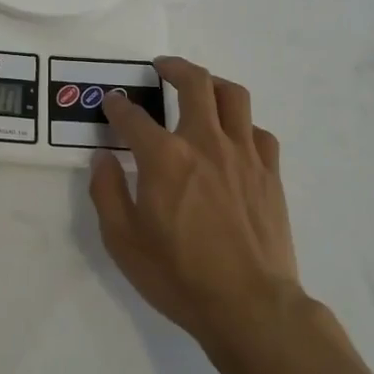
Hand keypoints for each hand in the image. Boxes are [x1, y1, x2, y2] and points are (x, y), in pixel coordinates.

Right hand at [89, 56, 303, 357]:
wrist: (250, 306)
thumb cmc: (179, 276)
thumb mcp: (123, 242)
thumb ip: (107, 192)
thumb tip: (103, 158)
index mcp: (164, 157)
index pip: (133, 116)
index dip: (117, 106)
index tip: (112, 103)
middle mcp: (205, 142)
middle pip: (195, 82)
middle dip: (174, 67)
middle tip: (162, 67)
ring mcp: (243, 154)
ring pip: (234, 96)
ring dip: (213, 84)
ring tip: (201, 88)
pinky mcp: (270, 172)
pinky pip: (258, 131)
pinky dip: (242, 126)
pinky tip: (234, 139)